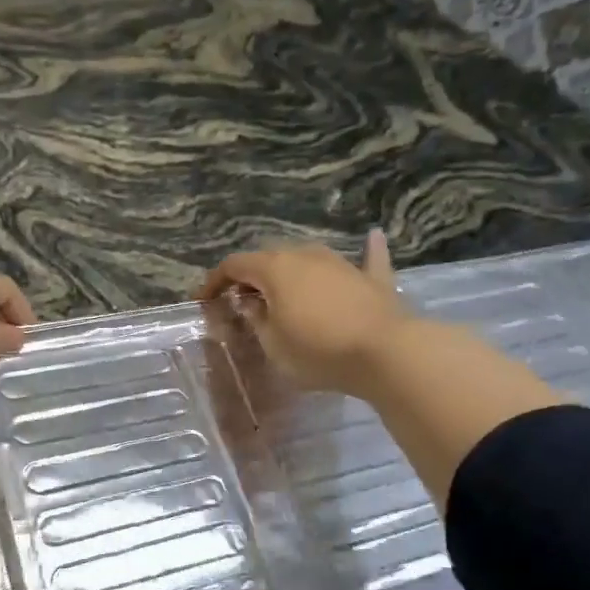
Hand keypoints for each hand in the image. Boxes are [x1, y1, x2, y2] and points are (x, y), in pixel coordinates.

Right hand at [199, 229, 405, 398]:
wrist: (385, 352)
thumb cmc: (318, 350)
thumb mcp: (273, 344)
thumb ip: (256, 319)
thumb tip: (251, 302)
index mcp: (275, 269)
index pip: (234, 265)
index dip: (215, 280)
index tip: (204, 300)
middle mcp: (306, 255)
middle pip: (269, 258)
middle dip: (251, 276)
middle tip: (241, 301)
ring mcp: (341, 263)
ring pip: (308, 258)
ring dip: (291, 271)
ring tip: (282, 290)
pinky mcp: (372, 278)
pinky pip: (367, 258)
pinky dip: (366, 250)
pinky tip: (373, 236)